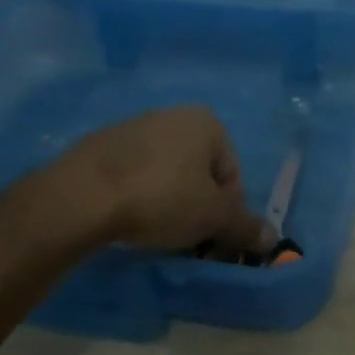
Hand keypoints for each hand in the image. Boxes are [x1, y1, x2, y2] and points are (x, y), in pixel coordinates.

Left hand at [0, 106, 265, 261]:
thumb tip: (272, 239)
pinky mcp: (100, 145)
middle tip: (186, 238)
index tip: (213, 238)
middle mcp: (173, 115)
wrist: (82, 196)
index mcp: (208, 123)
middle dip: (198, 204)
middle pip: (199, 171)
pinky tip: (126, 220)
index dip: (228, 210)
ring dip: (168, 200)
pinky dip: (137, 195)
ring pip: (166, 172)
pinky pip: (133, 174)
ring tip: (154, 232)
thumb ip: (245, 226)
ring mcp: (134, 127)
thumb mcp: (213, 218)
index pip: (232, 173)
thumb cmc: (161, 198)